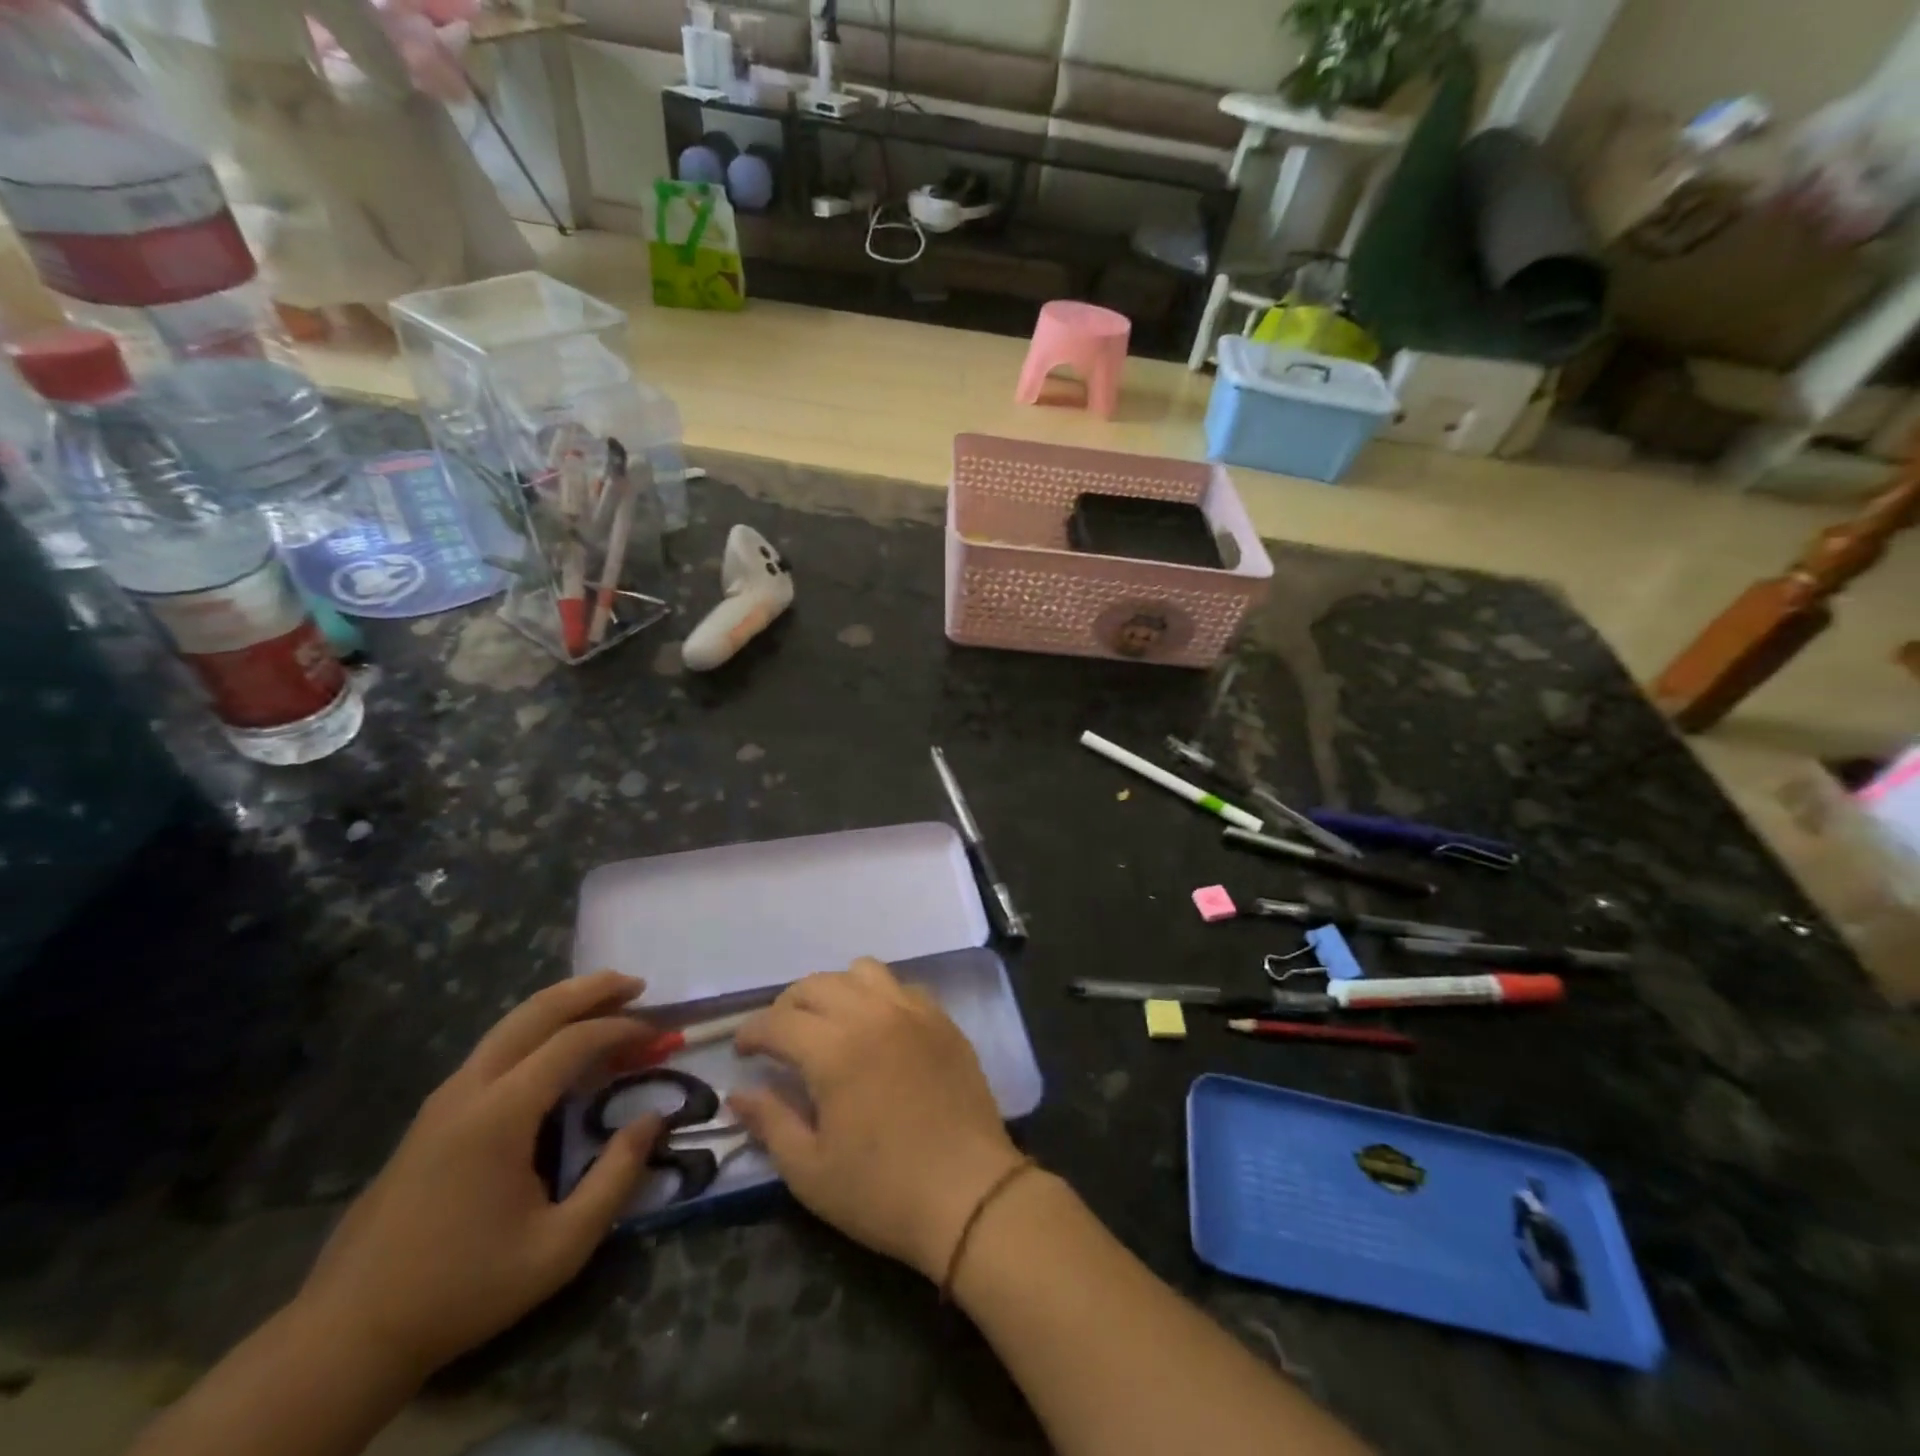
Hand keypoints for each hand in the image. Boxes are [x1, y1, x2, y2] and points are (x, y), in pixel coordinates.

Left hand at [296, 971, 663, 1377]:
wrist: (348, 1336)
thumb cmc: (464, 1288)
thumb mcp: (560, 1246)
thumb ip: (616, 1177)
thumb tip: (653, 1120)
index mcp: (499, 1114)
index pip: (572, 1043)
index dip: (620, 1029)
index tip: (657, 1034)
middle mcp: (469, 1089)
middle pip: (535, 1012)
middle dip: (589, 989)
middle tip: (635, 983)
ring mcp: (443, 1100)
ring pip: (509, 1025)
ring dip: (561, 1005)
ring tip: (605, 1002)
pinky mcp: (431, 1117)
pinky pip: (493, 1050)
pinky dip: (535, 1031)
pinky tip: (557, 1049)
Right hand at [728, 957, 1024, 1281]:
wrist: (970, 1194)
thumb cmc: (882, 1190)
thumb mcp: (810, 1171)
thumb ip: (770, 1122)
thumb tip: (739, 1093)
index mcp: (834, 1049)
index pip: (778, 1020)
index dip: (751, 1032)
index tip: (742, 1051)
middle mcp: (872, 1014)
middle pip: (817, 984)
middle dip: (788, 1006)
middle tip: (780, 1039)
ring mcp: (913, 1012)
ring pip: (862, 972)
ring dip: (835, 990)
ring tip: (829, 1024)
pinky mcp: (943, 1020)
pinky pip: (901, 987)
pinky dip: (877, 996)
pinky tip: (877, 1028)